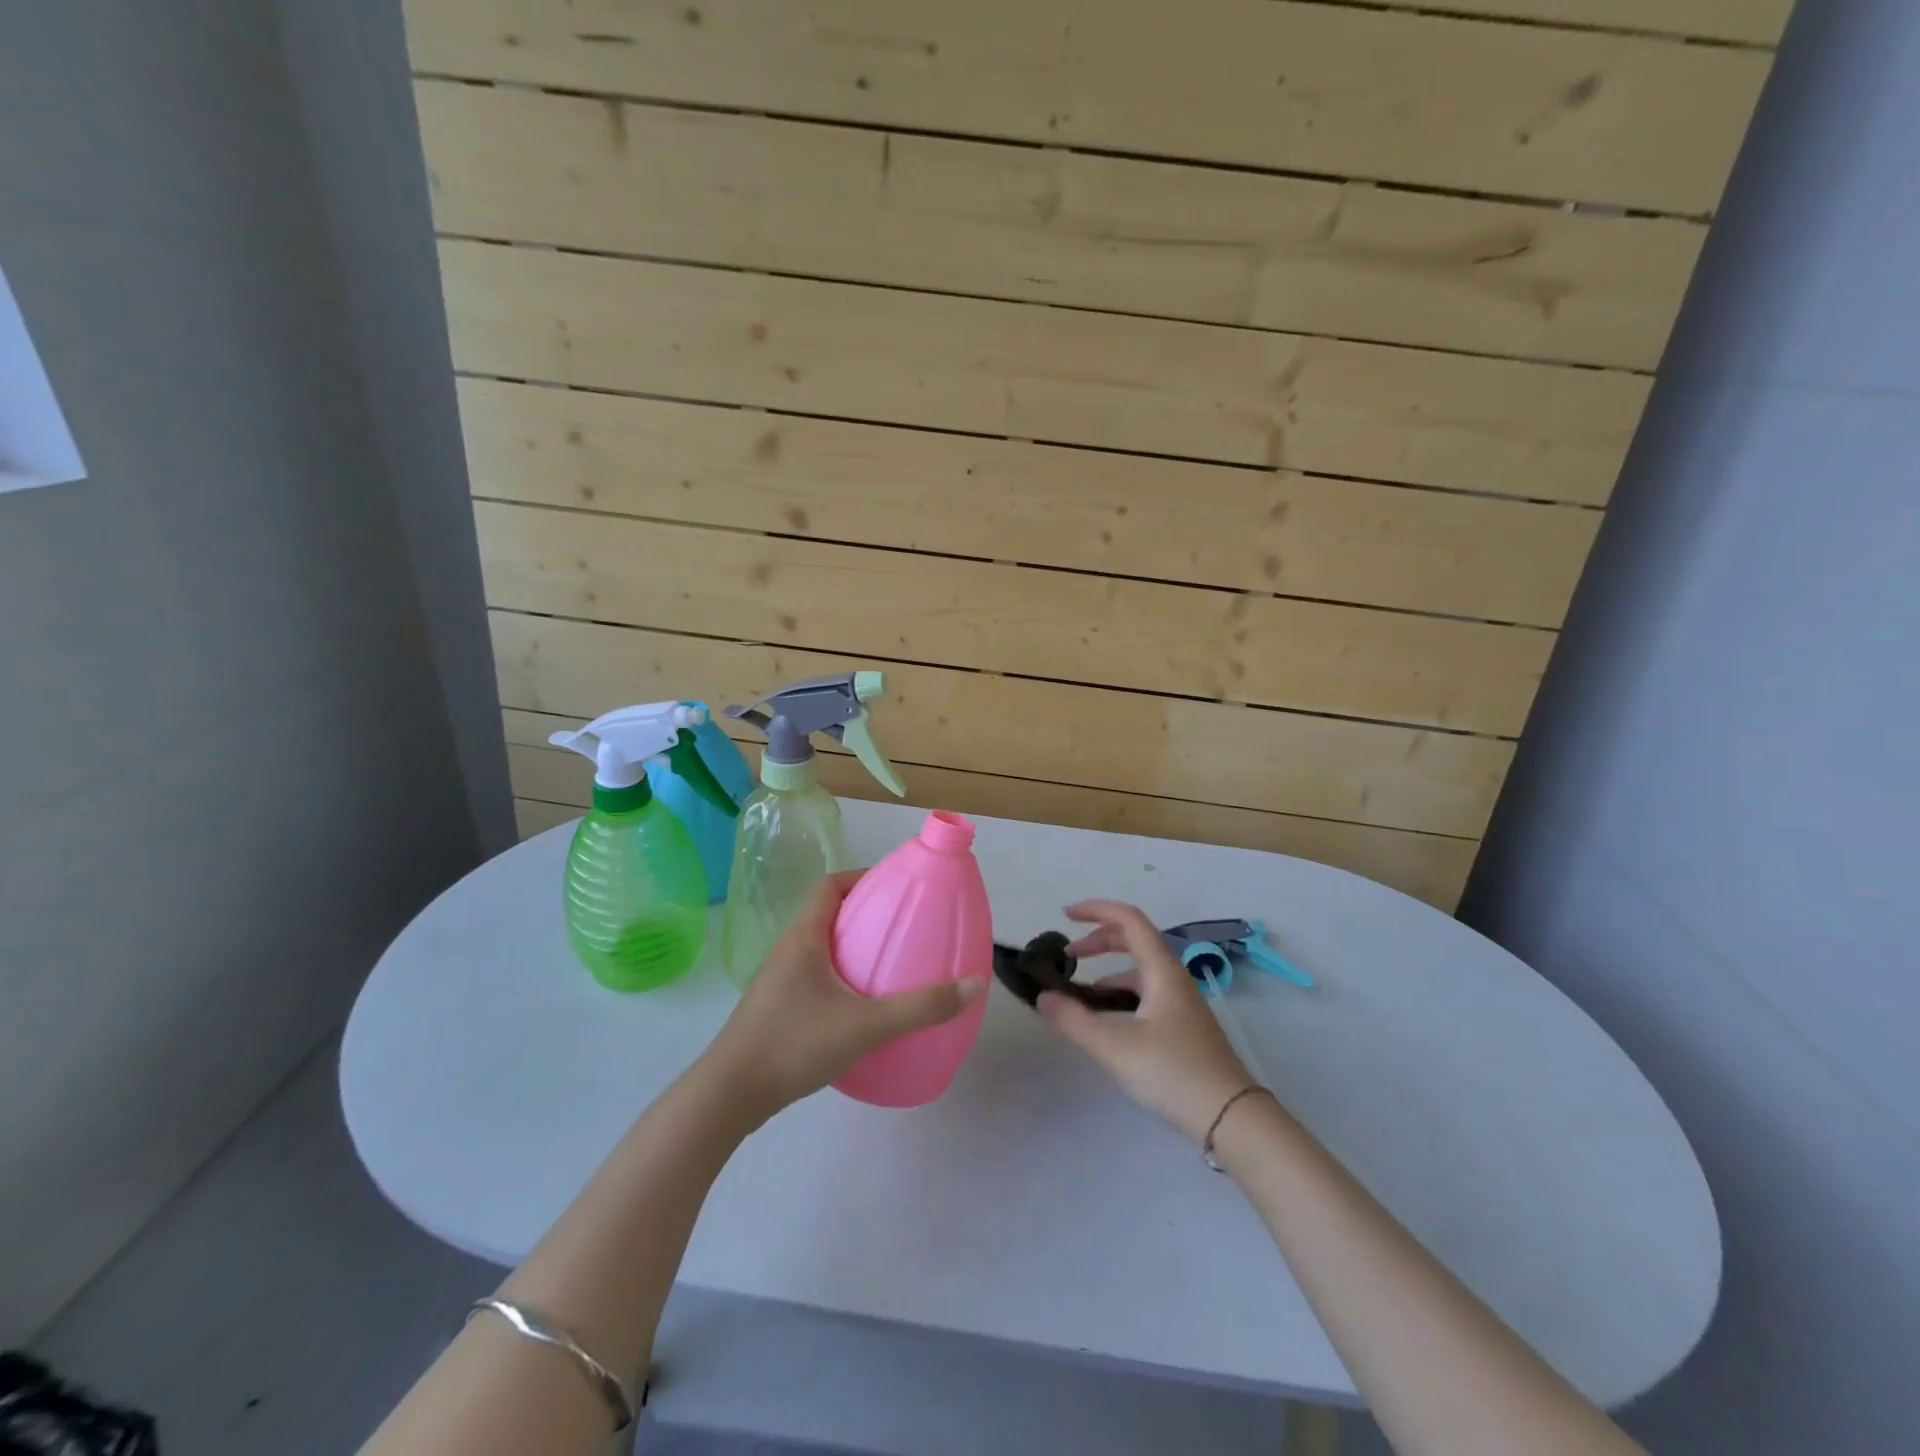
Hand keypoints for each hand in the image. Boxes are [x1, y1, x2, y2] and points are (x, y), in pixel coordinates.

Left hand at [705, 870, 988, 1118]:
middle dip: (866, 914)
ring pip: (821, 949)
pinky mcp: (777, 1009)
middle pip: (828, 915)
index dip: (862, 877)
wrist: (729, 1096)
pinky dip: (842, 978)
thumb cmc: (793, 1044)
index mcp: (803, 938)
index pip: (830, 886)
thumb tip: (975, 984)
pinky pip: (815, 977)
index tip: (896, 886)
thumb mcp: (865, 1026)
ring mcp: (779, 981)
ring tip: (890, 964)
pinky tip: (864, 1007)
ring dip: (853, 948)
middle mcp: (788, 951)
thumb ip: (920, 1007)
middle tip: (904, 926)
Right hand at [1037, 900, 1254, 1143]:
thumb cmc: (1173, 1073)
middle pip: (1134, 940)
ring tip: (1079, 993)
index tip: (1065, 915)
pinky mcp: (1183, 1026)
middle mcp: (1173, 978)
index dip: (1096, 910)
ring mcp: (1181, 1003)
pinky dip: (1120, 993)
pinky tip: (1107, 1020)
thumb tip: (1043, 996)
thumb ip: (1074, 1021)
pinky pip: (1146, 993)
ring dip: (1108, 969)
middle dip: (1098, 940)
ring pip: (1140, 969)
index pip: (1129, 919)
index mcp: (1161, 970)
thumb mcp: (1115, 1048)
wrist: (1231, 1119)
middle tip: (1068, 956)